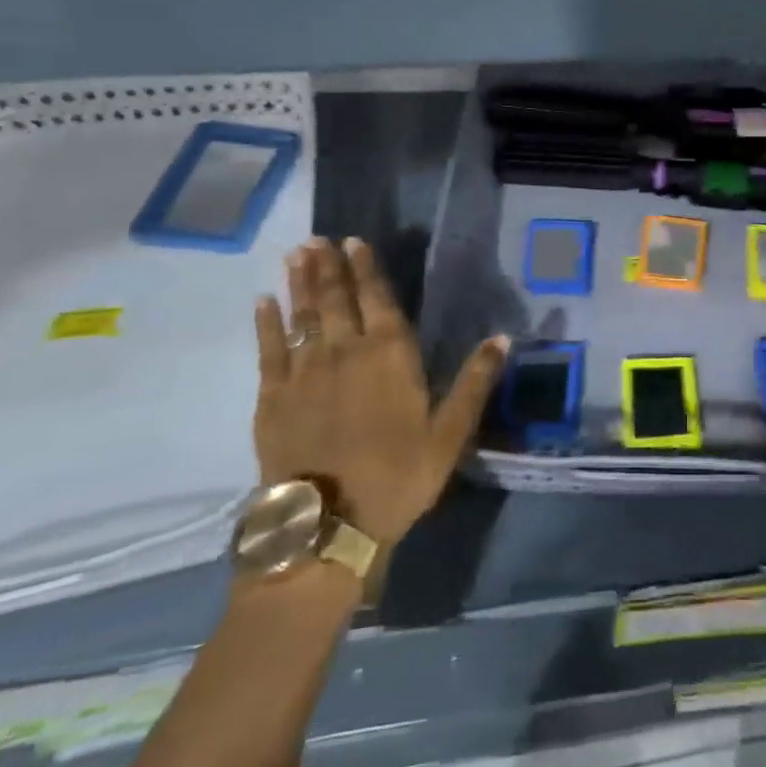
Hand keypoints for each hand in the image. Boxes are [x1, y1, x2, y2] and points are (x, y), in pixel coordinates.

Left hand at [254, 238, 509, 548]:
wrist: (328, 527)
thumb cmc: (398, 477)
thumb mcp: (450, 434)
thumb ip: (474, 382)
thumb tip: (502, 337)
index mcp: (390, 356)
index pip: (377, 300)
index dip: (366, 269)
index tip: (354, 241)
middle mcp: (345, 352)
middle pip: (336, 300)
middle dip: (329, 267)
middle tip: (319, 239)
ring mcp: (304, 373)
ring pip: (302, 316)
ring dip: (301, 283)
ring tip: (297, 254)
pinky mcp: (272, 398)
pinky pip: (268, 350)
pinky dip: (266, 324)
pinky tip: (263, 302)